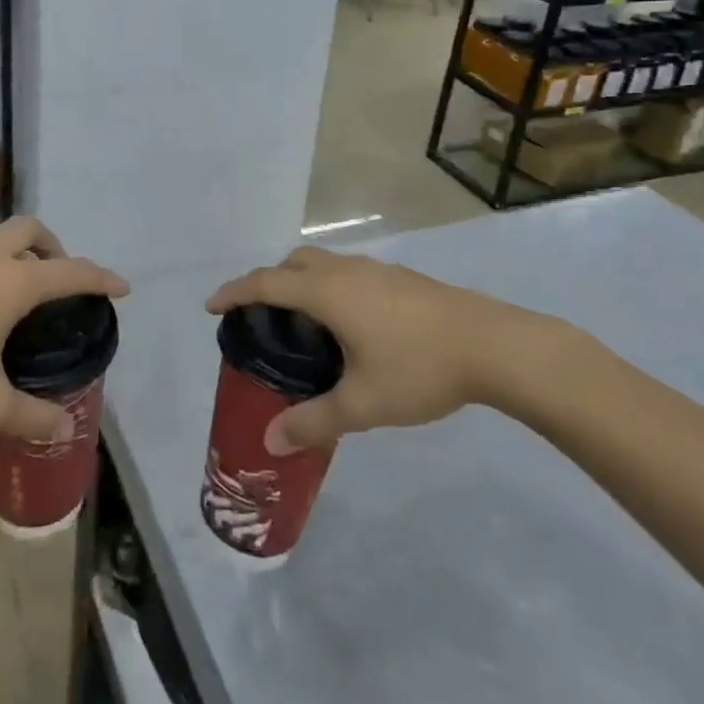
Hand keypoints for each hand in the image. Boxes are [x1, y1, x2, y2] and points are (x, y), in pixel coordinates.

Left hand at [0, 216, 128, 442]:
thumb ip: (30, 416)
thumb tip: (64, 431)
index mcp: (13, 281)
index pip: (72, 272)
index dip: (102, 279)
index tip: (122, 288)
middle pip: (34, 230)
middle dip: (56, 249)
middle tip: (57, 284)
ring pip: (1, 233)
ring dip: (21, 248)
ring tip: (19, 289)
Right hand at [206, 247, 586, 452]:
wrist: (492, 344)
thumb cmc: (419, 369)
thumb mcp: (363, 404)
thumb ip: (314, 421)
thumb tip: (271, 441)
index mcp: (327, 293)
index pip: (266, 283)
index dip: (234, 291)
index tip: (211, 306)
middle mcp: (346, 271)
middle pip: (294, 262)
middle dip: (269, 282)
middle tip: (261, 318)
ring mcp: (376, 270)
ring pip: (324, 264)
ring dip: (303, 282)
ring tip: (304, 325)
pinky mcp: (400, 278)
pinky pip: (348, 273)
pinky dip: (331, 287)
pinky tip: (351, 326)